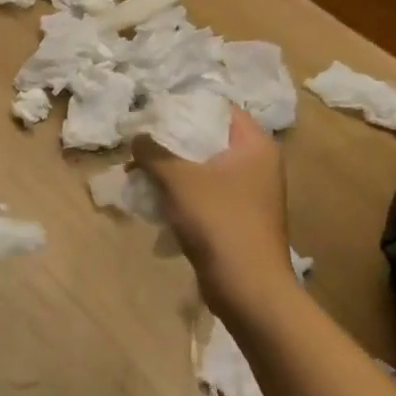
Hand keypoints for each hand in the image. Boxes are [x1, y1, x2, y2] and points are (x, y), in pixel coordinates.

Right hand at [133, 107, 291, 320]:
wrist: (248, 289)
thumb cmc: (219, 222)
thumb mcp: (179, 180)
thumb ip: (154, 152)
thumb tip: (137, 136)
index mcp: (255, 146)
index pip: (219, 109)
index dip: (185, 106)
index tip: (154, 110)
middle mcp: (258, 164)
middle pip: (209, 138)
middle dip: (172, 140)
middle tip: (140, 141)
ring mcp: (250, 193)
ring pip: (205, 168)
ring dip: (173, 168)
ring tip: (139, 170)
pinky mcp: (239, 218)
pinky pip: (206, 193)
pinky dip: (182, 192)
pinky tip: (154, 197)